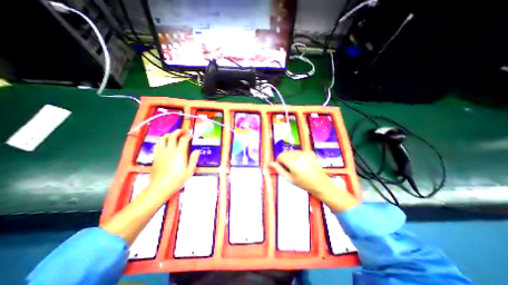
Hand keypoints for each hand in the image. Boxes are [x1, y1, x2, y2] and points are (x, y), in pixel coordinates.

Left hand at [146, 129, 199, 201]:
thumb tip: (197, 151)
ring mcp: (161, 152)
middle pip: (173, 136)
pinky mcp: (155, 156)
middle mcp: (170, 150)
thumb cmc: (177, 179)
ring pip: (163, 138)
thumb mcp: (189, 171)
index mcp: (179, 153)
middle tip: (183, 131)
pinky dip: (162, 140)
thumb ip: (193, 159)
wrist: (160, 187)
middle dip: (178, 132)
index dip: (188, 136)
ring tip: (173, 135)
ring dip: (169, 134)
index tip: (191, 135)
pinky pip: (158, 145)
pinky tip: (165, 143)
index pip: (183, 140)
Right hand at [272, 151, 358, 211]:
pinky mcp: (310, 152)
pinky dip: (297, 156)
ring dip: (290, 157)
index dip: (279, 161)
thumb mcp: (289, 178)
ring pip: (292, 151)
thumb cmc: (303, 183)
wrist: (320, 183)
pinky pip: (299, 152)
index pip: (280, 156)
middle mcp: (299, 155)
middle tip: (288, 167)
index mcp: (293, 163)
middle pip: (286, 153)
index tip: (281, 167)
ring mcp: (305, 153)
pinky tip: (302, 163)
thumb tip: (270, 163)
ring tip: (296, 166)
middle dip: (284, 158)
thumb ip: (279, 170)